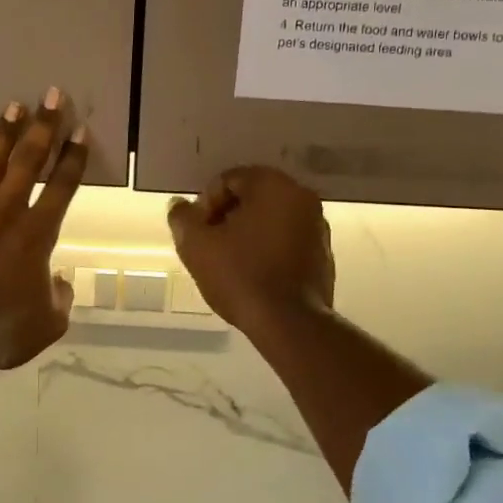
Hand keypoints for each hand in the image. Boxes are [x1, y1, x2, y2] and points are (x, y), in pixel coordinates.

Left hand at [0, 93, 89, 368]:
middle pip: (29, 159)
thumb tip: (59, 279)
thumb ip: (60, 296)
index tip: (80, 130)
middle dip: (43, 125)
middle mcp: (7, 211)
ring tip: (12, 106)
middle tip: (51, 95)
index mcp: (39, 232)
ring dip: (3, 133)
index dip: (74, 156)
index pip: (63, 184)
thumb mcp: (50, 321)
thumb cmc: (6, 330)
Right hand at [167, 166, 334, 335]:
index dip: (205, 204)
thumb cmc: (241, 275)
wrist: (290, 322)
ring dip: (247, 233)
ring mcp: (318, 226)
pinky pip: (286, 241)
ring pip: (270, 219)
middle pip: (252, 197)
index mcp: (274, 185)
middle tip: (209, 245)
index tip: (197, 232)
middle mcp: (301, 197)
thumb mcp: (197, 246)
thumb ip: (183, 218)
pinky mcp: (323, 254)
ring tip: (229, 262)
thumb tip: (180, 206)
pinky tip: (252, 274)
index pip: (229, 179)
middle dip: (226, 217)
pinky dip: (267, 249)